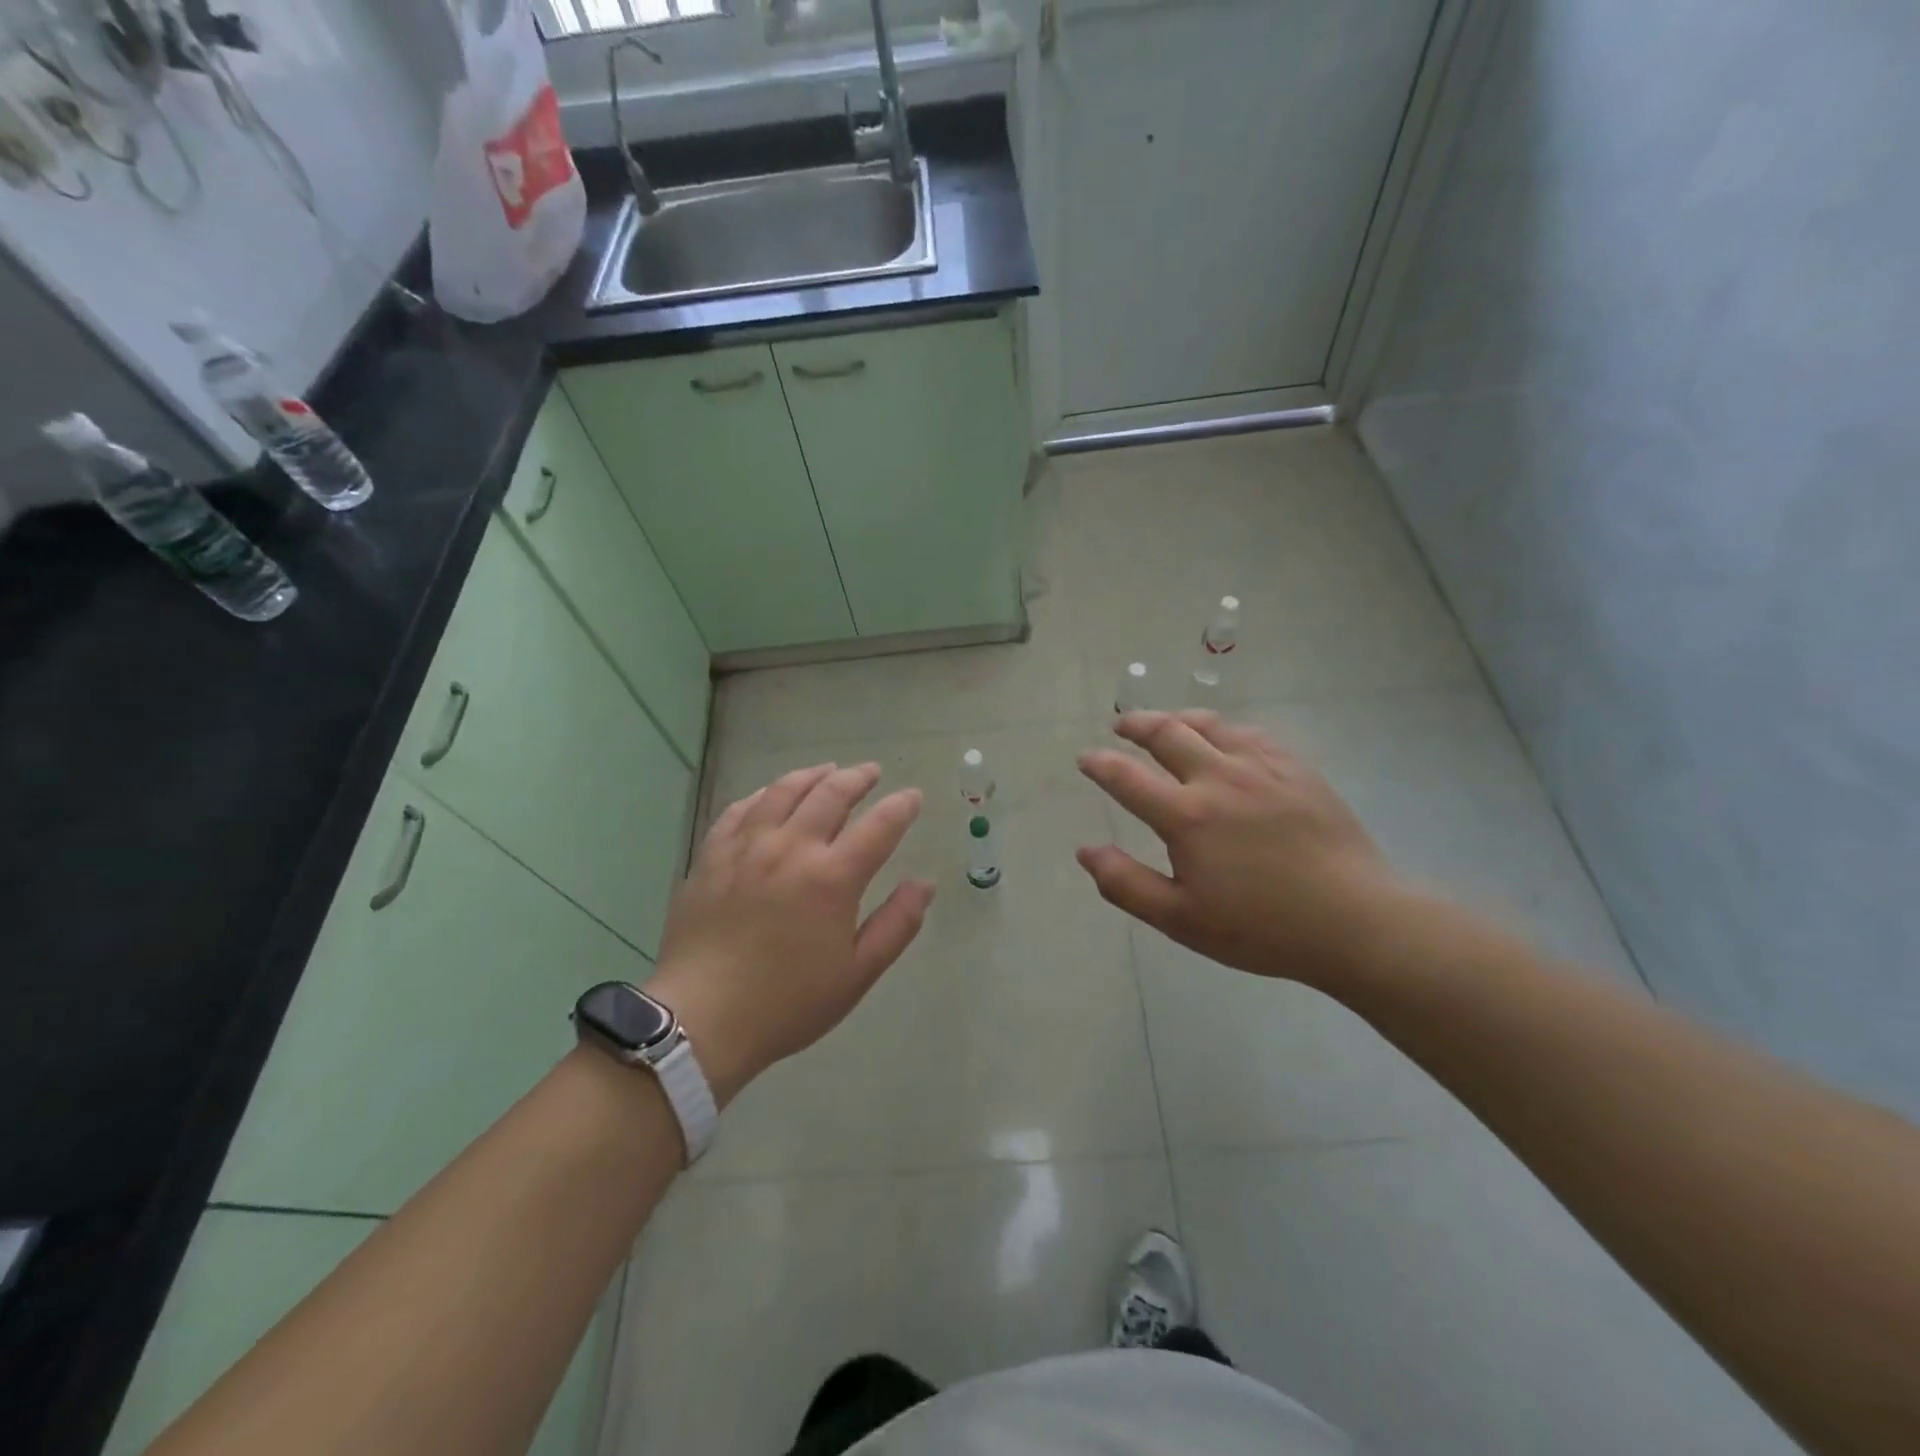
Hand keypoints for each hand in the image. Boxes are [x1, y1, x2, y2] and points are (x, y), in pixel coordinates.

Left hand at [646, 763, 934, 1105]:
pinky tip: (770, 795)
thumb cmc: (788, 1003)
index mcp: (832, 878)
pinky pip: (739, 810)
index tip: (912, 796)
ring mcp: (746, 848)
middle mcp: (791, 849)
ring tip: (826, 771)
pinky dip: (762, 794)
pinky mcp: (711, 856)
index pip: (879, 826)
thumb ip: (897, 924)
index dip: (901, 807)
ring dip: (811, 775)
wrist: (701, 1021)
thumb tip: (925, 883)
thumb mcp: (857, 973)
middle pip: (830, 795)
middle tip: (871, 772)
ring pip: (783, 792)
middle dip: (857, 778)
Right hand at [1076, 711, 1405, 990]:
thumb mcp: (1182, 920)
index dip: (1100, 764)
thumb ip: (1126, 884)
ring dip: (1177, 718)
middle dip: (1136, 725)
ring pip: (1210, 724)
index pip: (1127, 777)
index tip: (1085, 758)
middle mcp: (1219, 778)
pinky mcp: (1296, 768)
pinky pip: (1251, 733)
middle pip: (1167, 733)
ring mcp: (1262, 768)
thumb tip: (1086, 851)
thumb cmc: (1263, 928)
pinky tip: (1224, 737)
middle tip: (1120, 727)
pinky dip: (1224, 728)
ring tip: (1165, 722)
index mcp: (1186, 816)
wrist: (1356, 921)